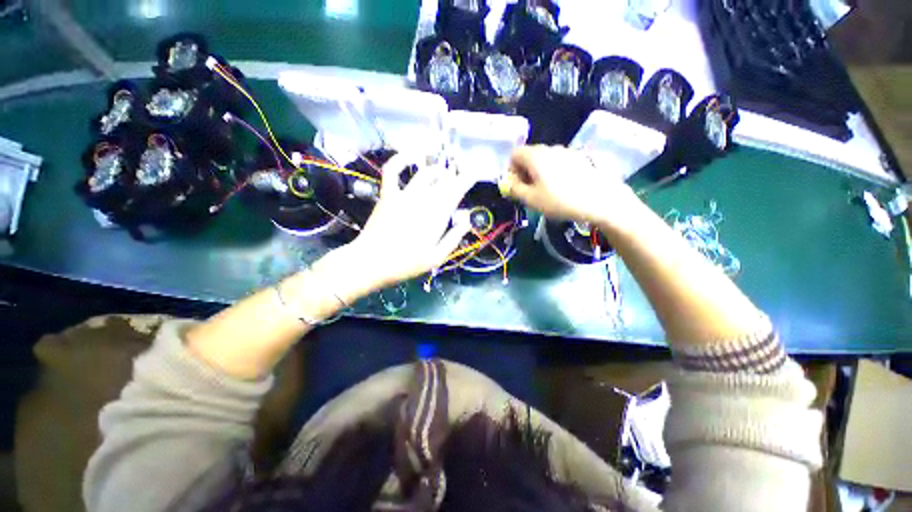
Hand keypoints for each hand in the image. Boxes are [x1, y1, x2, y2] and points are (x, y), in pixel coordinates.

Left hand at [317, 154, 473, 301]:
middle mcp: (423, 200)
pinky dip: (400, 159)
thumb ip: (454, 237)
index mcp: (437, 216)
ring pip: (424, 173)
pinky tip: (410, 155)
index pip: (456, 191)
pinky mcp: (388, 194)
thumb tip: (467, 219)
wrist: (371, 262)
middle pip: (444, 181)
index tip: (474, 173)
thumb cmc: (406, 264)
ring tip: (442, 172)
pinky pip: (393, 171)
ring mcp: (404, 195)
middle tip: (461, 174)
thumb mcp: (436, 258)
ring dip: (436, 170)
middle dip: (455, 175)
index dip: (467, 179)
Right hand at [499, 145, 638, 226]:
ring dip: (539, 172)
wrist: (600, 200)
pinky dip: (553, 171)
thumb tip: (508, 183)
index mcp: (535, 156)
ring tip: (547, 191)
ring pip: (544, 158)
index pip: (514, 154)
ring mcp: (567, 151)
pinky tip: (563, 187)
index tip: (517, 186)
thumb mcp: (531, 199)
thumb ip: (514, 189)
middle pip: (529, 155)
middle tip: (530, 191)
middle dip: (524, 171)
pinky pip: (558, 161)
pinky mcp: (579, 158)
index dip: (511, 169)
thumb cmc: (560, 200)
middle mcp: (550, 148)